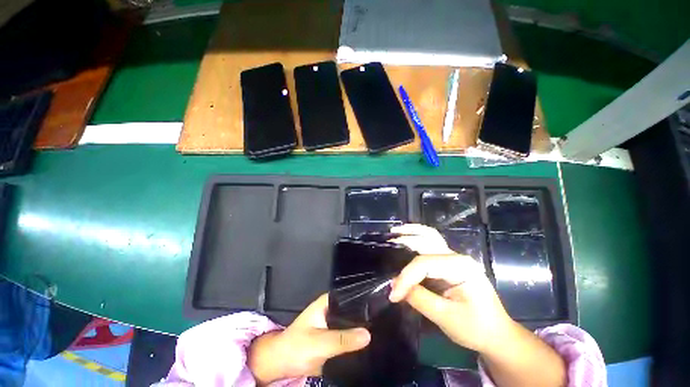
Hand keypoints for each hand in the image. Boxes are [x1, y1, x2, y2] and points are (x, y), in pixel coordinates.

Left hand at [248, 294, 370, 384]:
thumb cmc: (296, 346)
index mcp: (328, 302)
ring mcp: (333, 324)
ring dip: (362, 328)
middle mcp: (332, 309)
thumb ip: (342, 339)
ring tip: (382, 329)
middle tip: (385, 319)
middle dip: (366, 315)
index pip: (350, 295)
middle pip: (353, 310)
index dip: (365, 299)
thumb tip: (368, 334)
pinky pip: (349, 337)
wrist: (281, 364)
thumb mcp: (319, 342)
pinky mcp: (334, 338)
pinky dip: (357, 340)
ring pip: (352, 323)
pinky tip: (371, 342)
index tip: (381, 304)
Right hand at [388, 224, 513, 352]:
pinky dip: (417, 239)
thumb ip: (419, 299)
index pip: (425, 264)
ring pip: (430, 237)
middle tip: (387, 241)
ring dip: (411, 233)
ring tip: (395, 232)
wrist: (497, 335)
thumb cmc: (476, 328)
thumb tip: (395, 286)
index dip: (406, 277)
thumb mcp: (447, 318)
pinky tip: (407, 239)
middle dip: (405, 240)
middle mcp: (457, 256)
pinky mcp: (448, 263)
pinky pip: (430, 245)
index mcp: (461, 267)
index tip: (393, 294)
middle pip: (427, 240)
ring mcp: (453, 258)